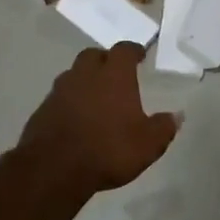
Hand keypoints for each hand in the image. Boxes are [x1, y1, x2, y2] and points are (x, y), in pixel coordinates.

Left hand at [13, 43, 179, 196]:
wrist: (54, 169)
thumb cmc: (108, 150)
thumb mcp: (148, 144)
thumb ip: (164, 127)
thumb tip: (177, 115)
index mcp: (114, 76)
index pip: (124, 50)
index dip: (133, 51)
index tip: (139, 55)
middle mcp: (85, 75)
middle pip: (94, 55)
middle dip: (105, 60)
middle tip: (116, 73)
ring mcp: (60, 91)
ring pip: (74, 75)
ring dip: (85, 80)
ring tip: (96, 97)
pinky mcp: (42, 110)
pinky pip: (59, 97)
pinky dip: (70, 101)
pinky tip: (77, 118)